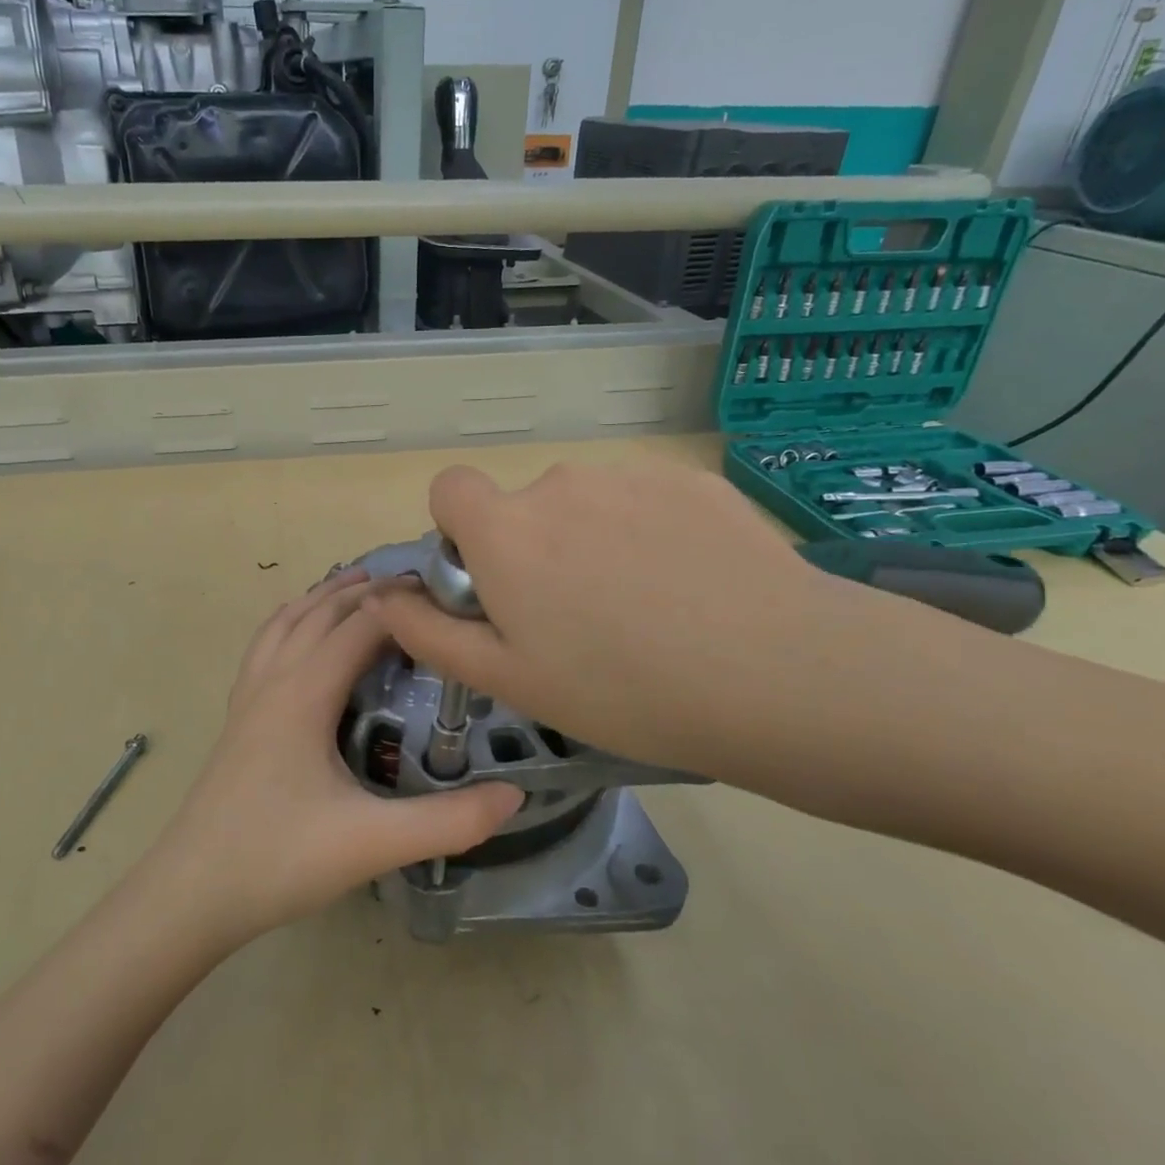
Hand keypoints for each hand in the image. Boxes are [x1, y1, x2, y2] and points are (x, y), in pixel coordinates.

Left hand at [154, 569, 521, 943]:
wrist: (190, 893)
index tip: (446, 594)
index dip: (403, 604)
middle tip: (416, 586)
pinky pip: (266, 646)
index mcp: (304, 692)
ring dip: (324, 598)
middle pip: (321, 611)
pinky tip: (300, 635)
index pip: (361, 625)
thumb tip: (516, 795)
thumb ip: (449, 822)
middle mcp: (274, 679)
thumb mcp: (373, 843)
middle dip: (367, 590)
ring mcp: (248, 696)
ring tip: (359, 586)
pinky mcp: (237, 718)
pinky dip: (291, 622)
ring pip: (286, 622)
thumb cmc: (279, 859)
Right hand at [366, 461, 905, 796]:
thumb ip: (430, 632)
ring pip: (587, 505)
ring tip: (645, 610)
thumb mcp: (508, 679)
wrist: (776, 674)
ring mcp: (631, 475)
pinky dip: (650, 533)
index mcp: (506, 529)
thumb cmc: (622, 689)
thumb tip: (387, 596)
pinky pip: (645, 500)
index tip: (492, 582)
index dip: (459, 532)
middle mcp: (560, 483)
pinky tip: (691, 588)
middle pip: (524, 507)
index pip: (450, 488)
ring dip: (593, 542)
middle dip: (533, 550)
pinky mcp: (692, 480)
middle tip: (579, 621)